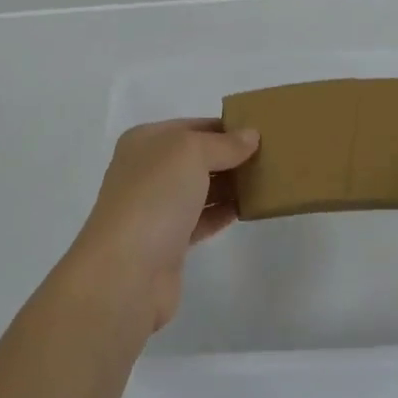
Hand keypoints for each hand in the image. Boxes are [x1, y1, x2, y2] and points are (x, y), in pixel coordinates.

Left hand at [66, 118, 259, 333]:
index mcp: (145, 142)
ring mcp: (155, 208)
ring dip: (229, 185)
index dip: (224, 127)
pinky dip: (222, 213)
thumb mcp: (191, 153)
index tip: (259, 131)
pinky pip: (201, 219)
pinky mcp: (168, 243)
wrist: (127, 272)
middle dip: (229, 156)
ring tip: (266, 181)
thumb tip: (251, 135)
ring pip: (199, 189)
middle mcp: (147, 171)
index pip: (191, 126)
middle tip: (269, 156)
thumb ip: (223, 144)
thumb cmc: (155, 196)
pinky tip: (248, 209)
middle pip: (195, 157)